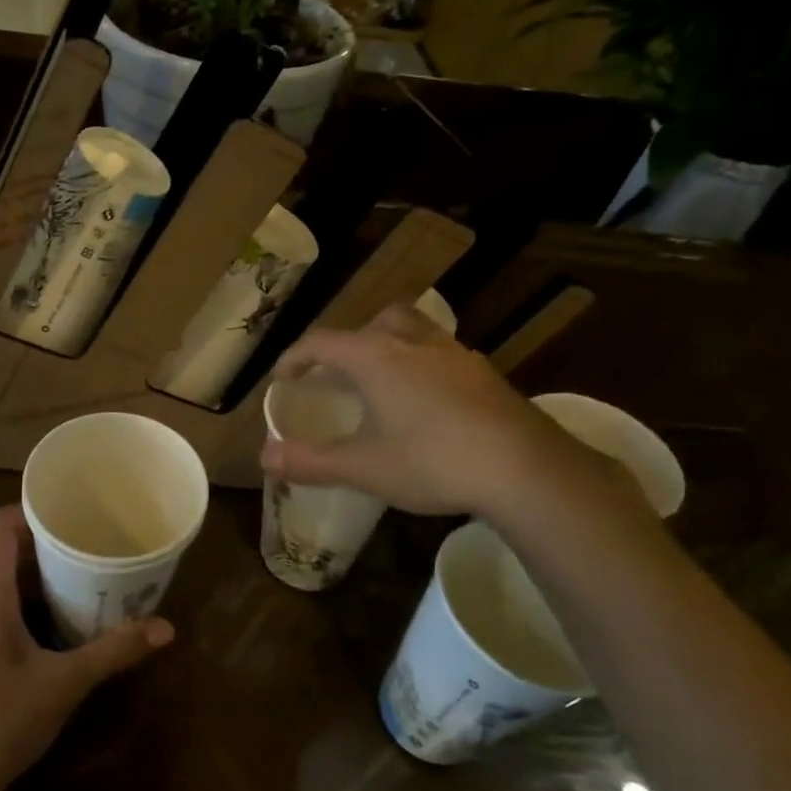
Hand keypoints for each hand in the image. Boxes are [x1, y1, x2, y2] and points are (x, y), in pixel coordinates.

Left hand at [0, 506, 173, 790]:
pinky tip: (51, 626)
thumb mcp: (65, 684)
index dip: (31, 511)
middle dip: (45, 547)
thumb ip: (114, 650)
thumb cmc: (1, 722)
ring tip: (78, 583)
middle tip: (89, 550)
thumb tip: (166, 628)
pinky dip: (21, 602)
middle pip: (1, 551)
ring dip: (35, 578)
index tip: (71, 516)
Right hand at [260, 304, 576, 518]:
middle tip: (339, 374)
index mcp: (375, 356)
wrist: (525, 468)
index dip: (295, 358)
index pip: (321, 342)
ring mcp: (454, 353)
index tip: (282, 378)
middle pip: (373, 322)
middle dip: (348, 343)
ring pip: (412, 330)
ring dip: (389, 346)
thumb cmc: (432, 461)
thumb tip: (265, 459)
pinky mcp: (484, 372)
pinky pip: (440, 353)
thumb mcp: (363, 467)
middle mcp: (412, 342)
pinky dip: (422, 365)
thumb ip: (310, 461)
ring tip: (383, 382)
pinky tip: (427, 403)